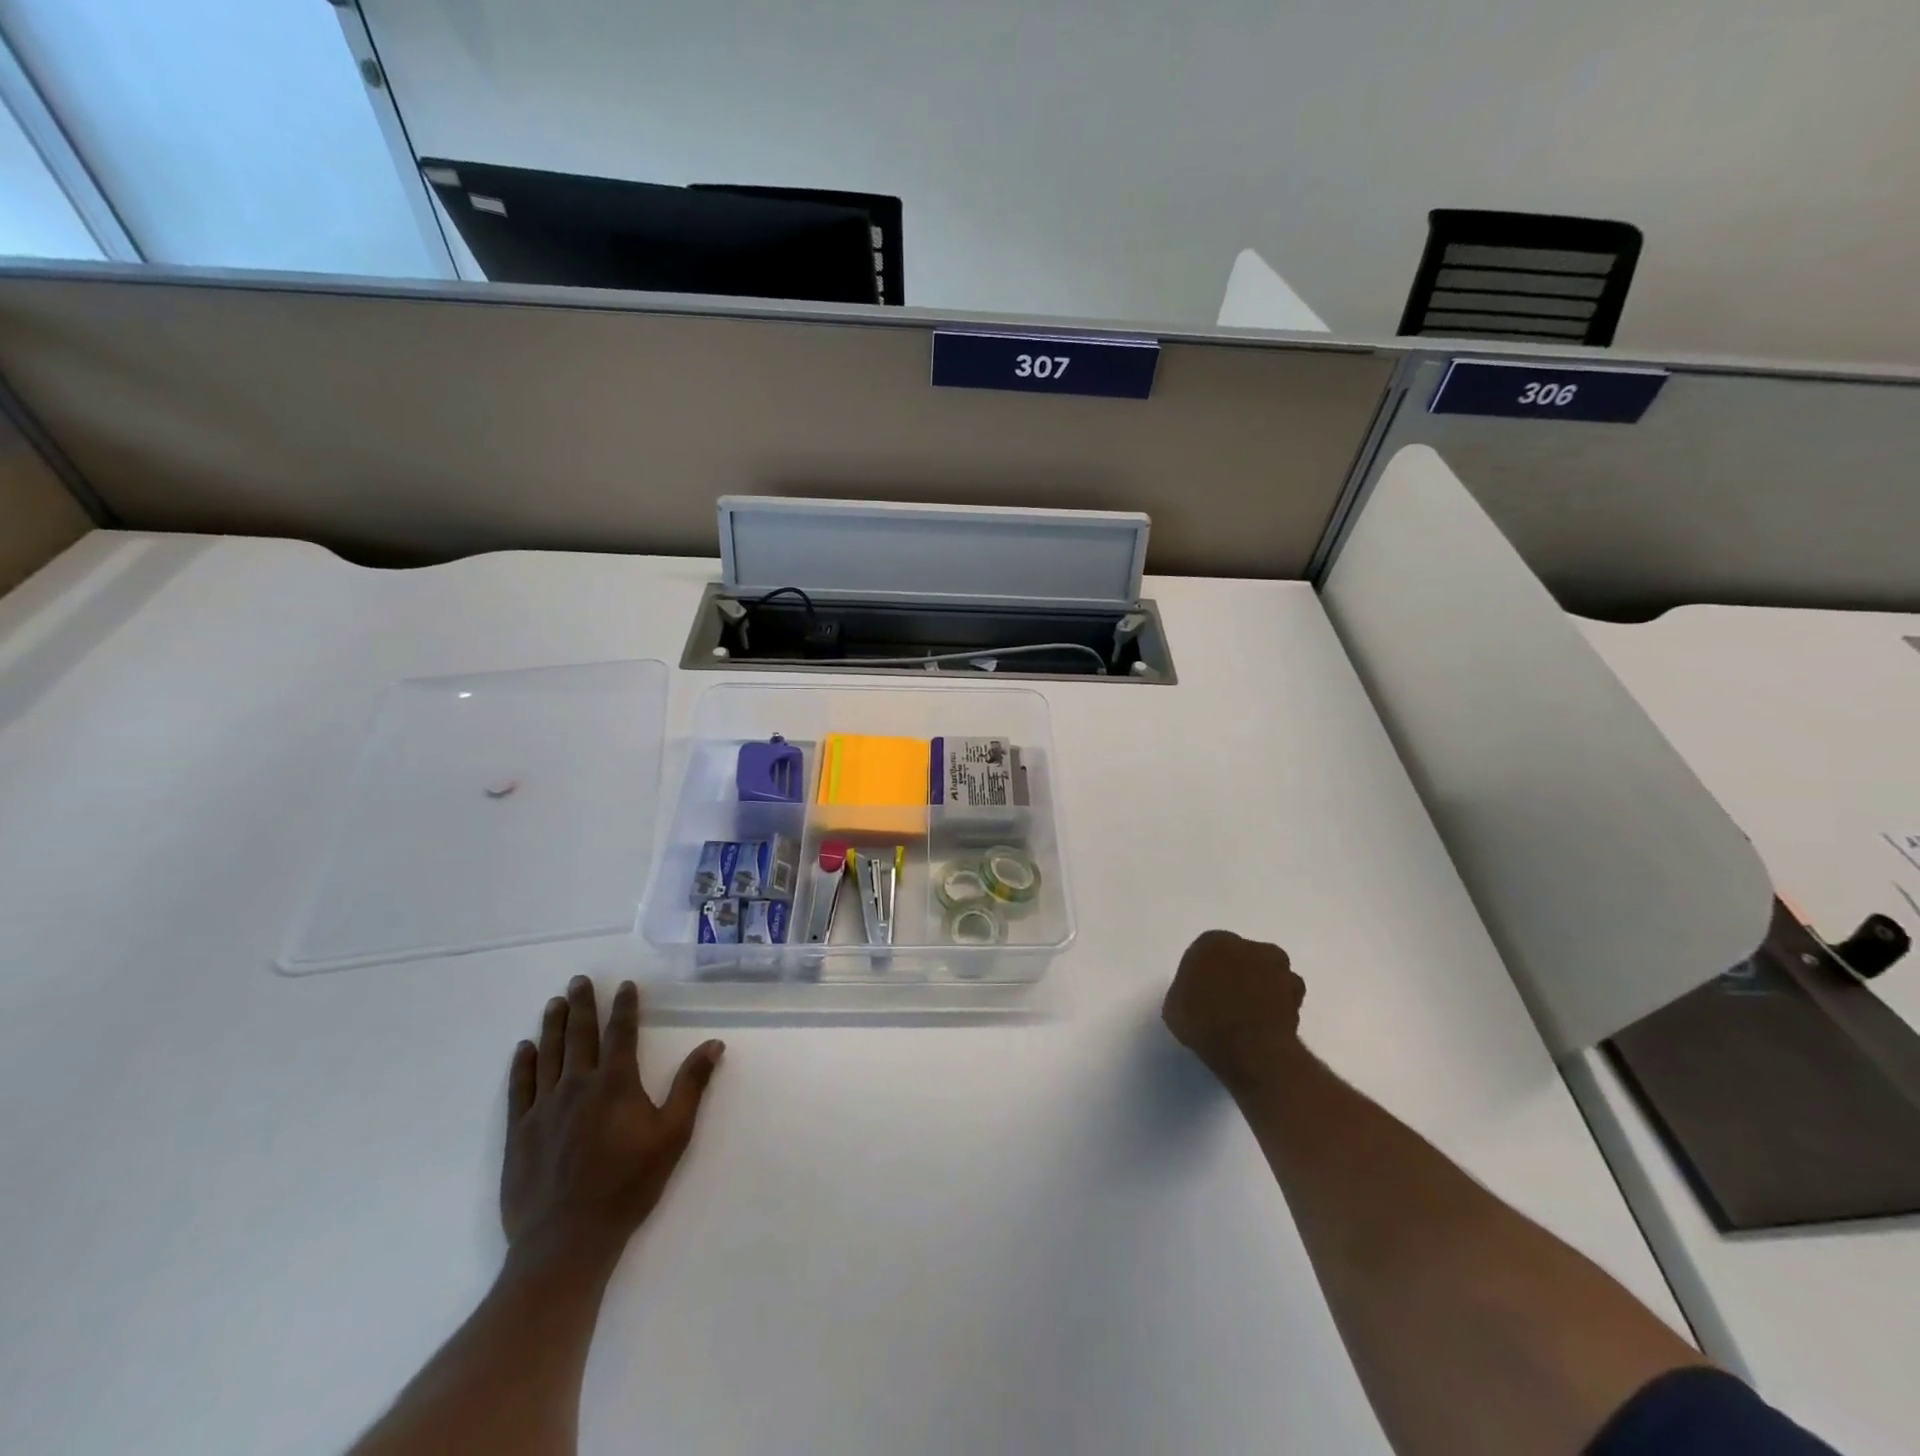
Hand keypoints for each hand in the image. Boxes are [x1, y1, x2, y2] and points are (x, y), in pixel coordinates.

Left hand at [501, 976, 723, 1266]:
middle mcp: (577, 1085)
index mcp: (615, 1084)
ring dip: (553, 1025)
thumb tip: (713, 1044)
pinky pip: (520, 1088)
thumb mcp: (673, 1135)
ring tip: (555, 1003)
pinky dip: (523, 1064)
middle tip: (579, 980)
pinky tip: (525, 1048)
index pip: (621, 1034)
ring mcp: (544, 1108)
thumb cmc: (628, 1185)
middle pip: (580, 1035)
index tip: (624, 985)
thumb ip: (691, 1086)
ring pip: (548, 1054)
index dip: (624, 1007)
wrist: (567, 1240)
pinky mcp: (520, 1132)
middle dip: (582, 1005)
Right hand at [1162, 930, 1306, 1090]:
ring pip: (1269, 973)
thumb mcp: (1174, 1006)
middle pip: (1243, 957)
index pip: (1209, 951)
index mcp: (1213, 942)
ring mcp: (1277, 968)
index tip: (1203, 992)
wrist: (1248, 1048)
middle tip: (1228, 1000)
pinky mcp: (1297, 994)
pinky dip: (1279, 1006)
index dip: (1207, 972)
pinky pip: (1286, 996)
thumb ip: (1187, 991)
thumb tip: (1196, 996)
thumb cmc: (1202, 1021)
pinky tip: (1267, 1024)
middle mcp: (1248, 946)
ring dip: (1263, 987)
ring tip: (1251, 1014)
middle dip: (1239, 973)